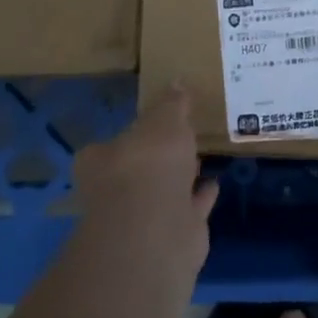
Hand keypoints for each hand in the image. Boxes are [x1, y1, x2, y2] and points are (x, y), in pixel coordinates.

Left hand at [72, 82, 218, 277]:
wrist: (156, 232)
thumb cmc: (149, 165)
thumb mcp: (164, 120)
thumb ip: (172, 104)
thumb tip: (177, 82)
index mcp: (101, 161)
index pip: (111, 144)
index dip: (134, 134)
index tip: (155, 124)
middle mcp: (115, 191)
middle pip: (139, 169)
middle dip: (159, 157)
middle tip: (182, 139)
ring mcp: (143, 217)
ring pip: (165, 190)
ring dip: (182, 177)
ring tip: (203, 156)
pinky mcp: (170, 235)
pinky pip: (188, 208)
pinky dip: (200, 196)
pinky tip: (215, 182)